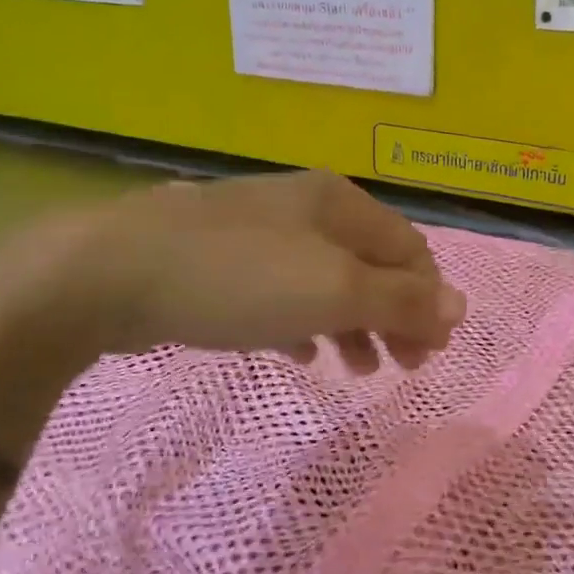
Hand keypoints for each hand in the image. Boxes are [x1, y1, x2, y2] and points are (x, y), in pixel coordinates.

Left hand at [28, 170, 465, 373]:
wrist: (113, 272)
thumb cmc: (240, 278)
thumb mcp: (333, 290)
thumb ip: (400, 300)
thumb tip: (460, 307)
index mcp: (338, 203)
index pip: (409, 249)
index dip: (429, 300)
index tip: (432, 352)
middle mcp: (304, 209)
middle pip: (371, 266)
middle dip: (395, 317)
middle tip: (405, 367)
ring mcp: (260, 234)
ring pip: (327, 282)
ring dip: (353, 325)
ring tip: (358, 369)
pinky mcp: (222, 264)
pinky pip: (282, 295)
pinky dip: (304, 323)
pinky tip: (301, 354)